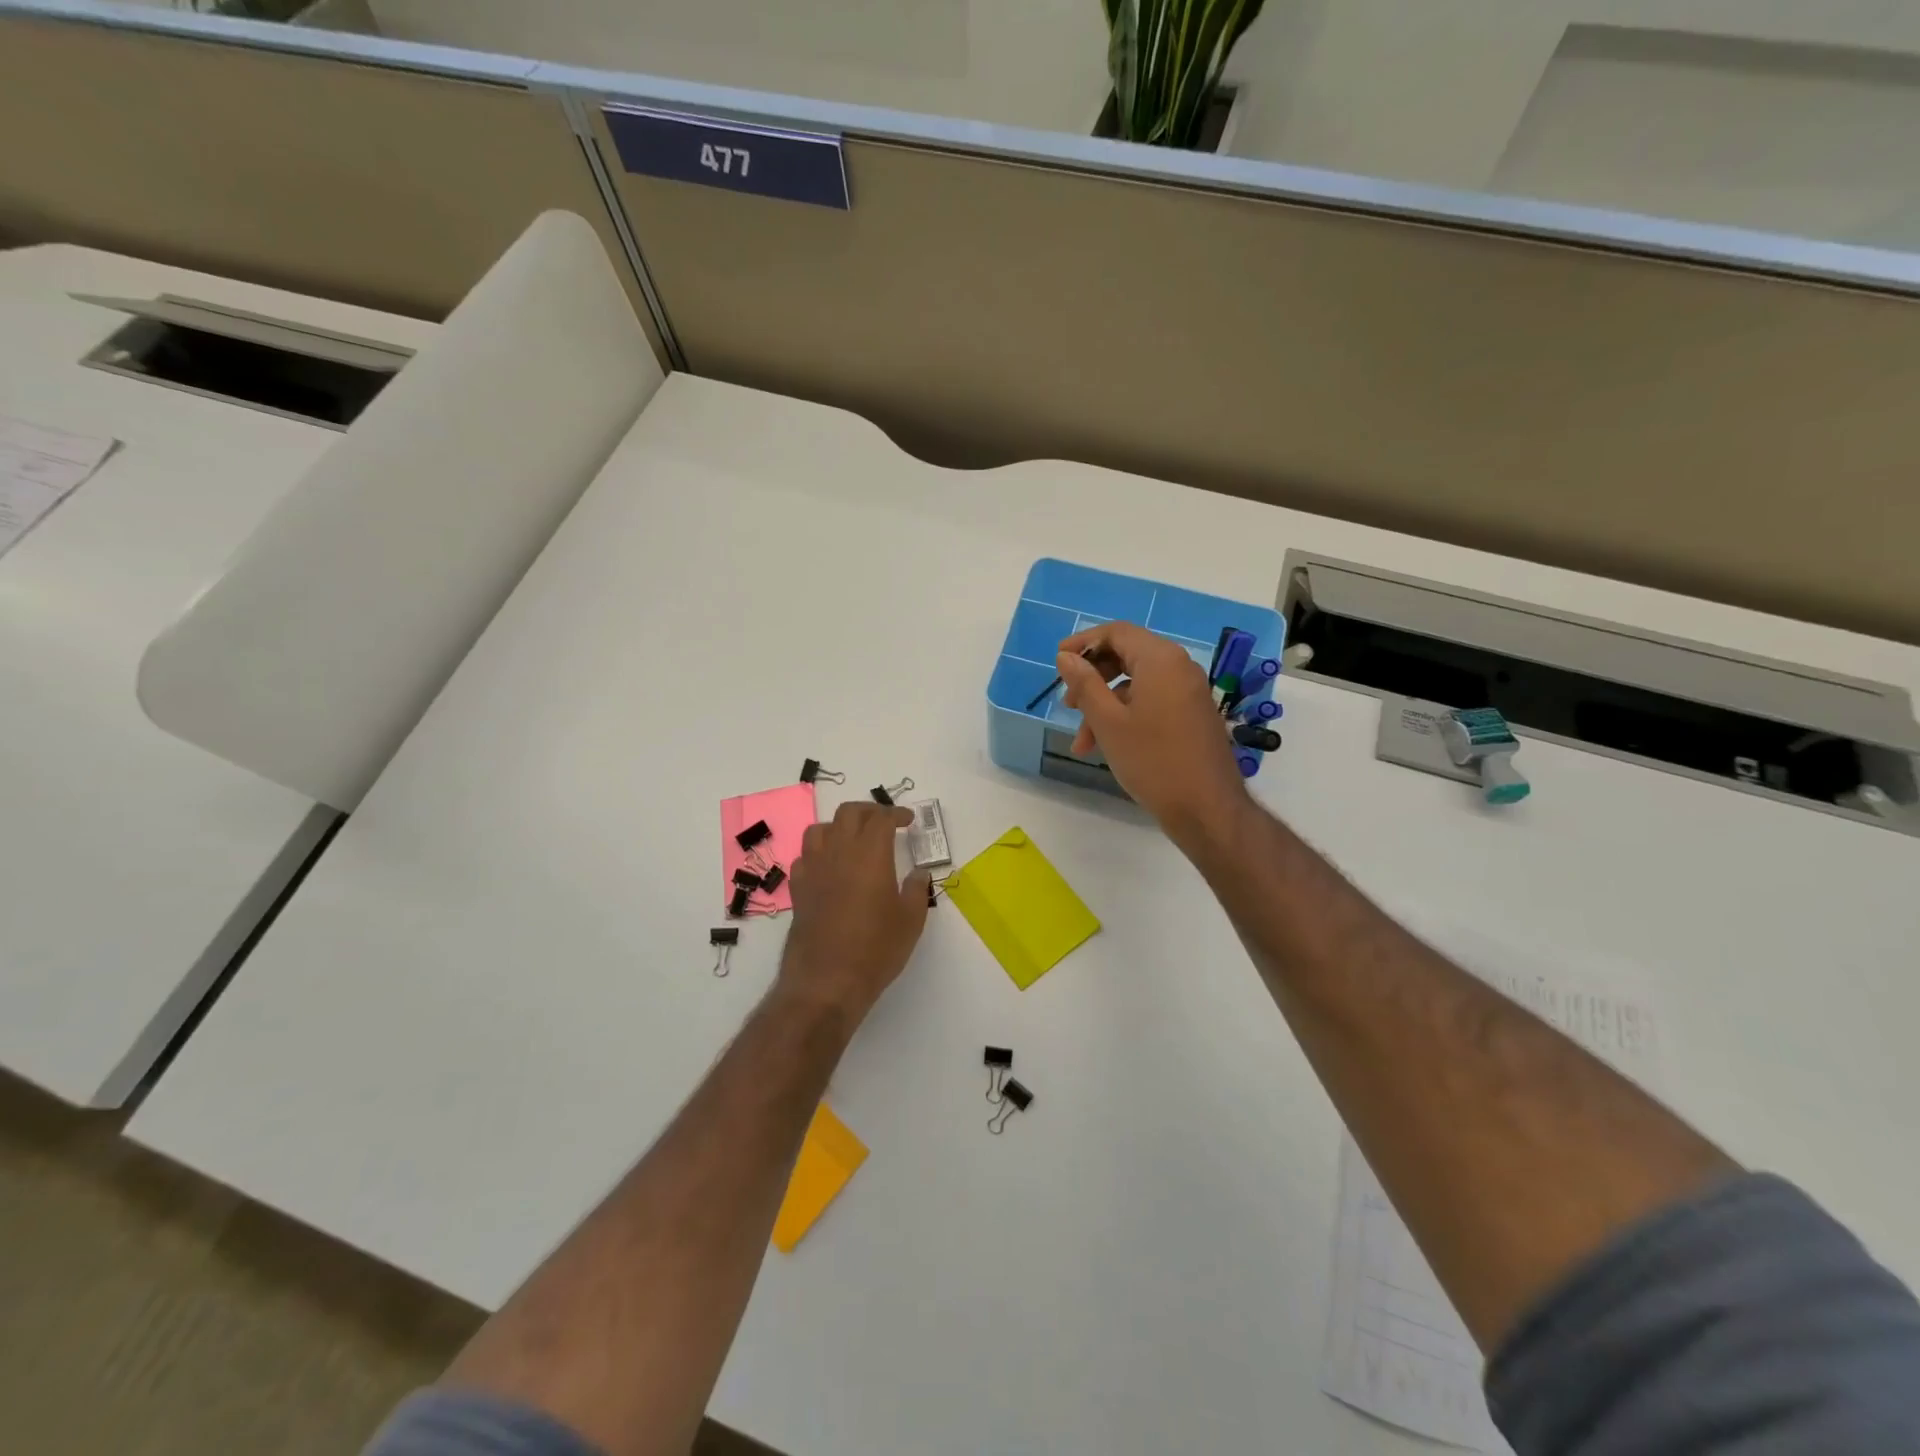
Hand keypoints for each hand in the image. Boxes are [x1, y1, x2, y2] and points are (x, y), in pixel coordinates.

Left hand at [781, 801, 929, 1021]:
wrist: (826, 981)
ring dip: (839, 826)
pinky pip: (805, 856)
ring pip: (820, 829)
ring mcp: (813, 869)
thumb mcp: (910, 921)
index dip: (896, 814)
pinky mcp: (798, 889)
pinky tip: (829, 866)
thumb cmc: (875, 950)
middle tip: (884, 822)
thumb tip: (918, 873)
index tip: (908, 820)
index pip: (881, 818)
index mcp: (870, 854)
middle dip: (869, 811)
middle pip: (849, 813)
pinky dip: (819, 852)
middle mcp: (838, 853)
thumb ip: (917, 890)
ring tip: (853, 839)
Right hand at [1057, 622, 1250, 847]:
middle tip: (1067, 704)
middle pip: (1127, 656)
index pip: (1117, 632)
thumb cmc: (1152, 761)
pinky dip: (1126, 716)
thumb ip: (1085, 684)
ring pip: (1136, 685)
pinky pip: (1152, 702)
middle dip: (1092, 678)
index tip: (1058, 662)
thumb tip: (1067, 658)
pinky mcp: (1192, 715)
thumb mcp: (1108, 722)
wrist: (1206, 808)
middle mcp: (1179, 667)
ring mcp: (1189, 692)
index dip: (1083, 642)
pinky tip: (1107, 746)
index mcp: (1161, 660)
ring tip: (1082, 741)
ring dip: (1105, 705)